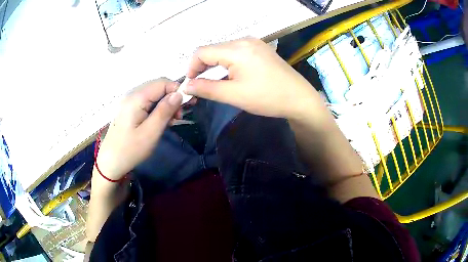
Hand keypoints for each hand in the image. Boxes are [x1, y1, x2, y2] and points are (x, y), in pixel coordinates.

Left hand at [95, 78, 181, 180]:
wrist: (111, 162)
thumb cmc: (130, 150)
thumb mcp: (151, 133)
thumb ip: (164, 111)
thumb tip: (179, 94)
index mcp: (136, 98)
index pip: (162, 83)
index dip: (177, 90)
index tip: (187, 105)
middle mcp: (132, 94)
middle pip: (158, 86)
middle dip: (172, 97)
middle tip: (179, 116)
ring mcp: (129, 101)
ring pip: (153, 94)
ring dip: (165, 104)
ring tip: (171, 121)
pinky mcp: (128, 108)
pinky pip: (146, 102)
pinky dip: (156, 108)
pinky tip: (160, 121)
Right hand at [185, 37, 318, 117]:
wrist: (299, 98)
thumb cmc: (267, 97)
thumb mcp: (234, 95)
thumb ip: (206, 88)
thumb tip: (186, 85)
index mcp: (236, 49)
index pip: (202, 52)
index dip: (191, 67)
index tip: (190, 84)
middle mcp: (244, 40)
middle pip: (213, 49)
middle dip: (202, 66)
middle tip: (200, 85)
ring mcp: (254, 43)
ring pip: (224, 50)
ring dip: (215, 65)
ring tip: (213, 82)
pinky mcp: (260, 49)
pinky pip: (236, 52)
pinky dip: (227, 62)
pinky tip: (230, 74)